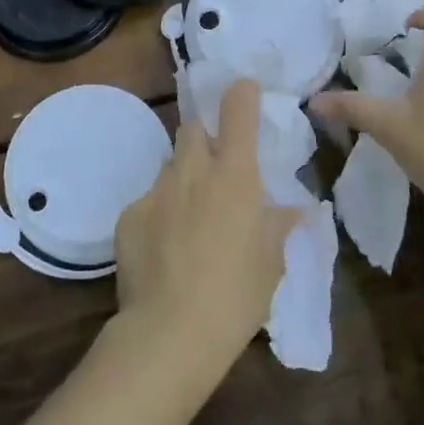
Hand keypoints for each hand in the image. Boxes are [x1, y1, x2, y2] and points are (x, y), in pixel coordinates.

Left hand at [114, 80, 300, 375]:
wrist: (170, 332)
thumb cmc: (236, 296)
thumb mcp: (271, 264)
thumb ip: (279, 227)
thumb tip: (295, 209)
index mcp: (235, 175)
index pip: (237, 110)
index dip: (241, 94)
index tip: (244, 92)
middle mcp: (193, 171)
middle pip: (193, 128)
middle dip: (205, 139)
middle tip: (217, 172)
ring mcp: (156, 190)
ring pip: (171, 166)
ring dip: (183, 179)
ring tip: (190, 220)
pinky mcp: (128, 214)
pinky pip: (148, 201)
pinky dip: (159, 214)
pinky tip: (163, 250)